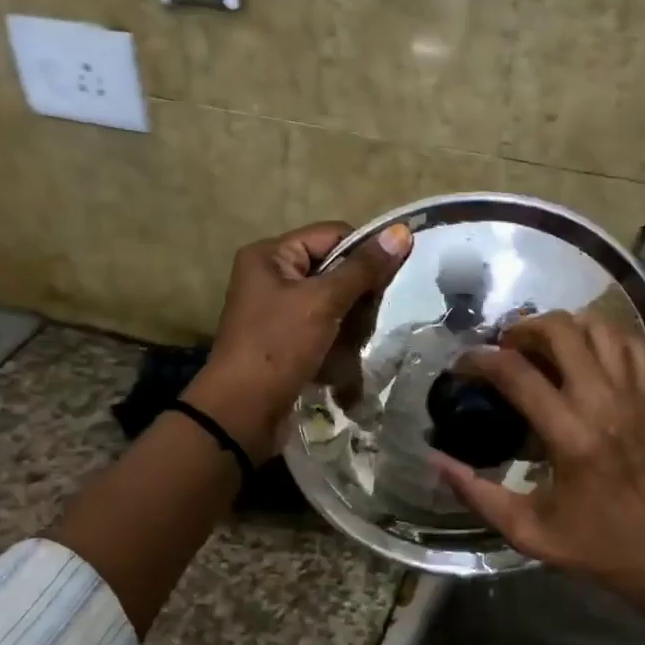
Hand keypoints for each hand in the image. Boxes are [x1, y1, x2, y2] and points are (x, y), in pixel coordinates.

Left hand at [187, 220, 411, 461]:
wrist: (243, 412)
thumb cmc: (279, 345)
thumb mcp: (323, 301)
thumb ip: (363, 268)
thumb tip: (401, 232)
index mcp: (270, 255)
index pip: (332, 235)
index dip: (364, 252)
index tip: (388, 280)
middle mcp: (271, 277)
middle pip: (333, 269)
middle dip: (357, 293)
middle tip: (370, 316)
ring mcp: (277, 312)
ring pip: (332, 303)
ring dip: (351, 321)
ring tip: (358, 341)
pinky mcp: (285, 342)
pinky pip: (323, 330)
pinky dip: (338, 341)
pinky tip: (346, 359)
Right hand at [430, 311, 644, 616]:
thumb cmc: (600, 549)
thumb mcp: (529, 533)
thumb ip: (477, 495)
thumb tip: (436, 461)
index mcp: (571, 436)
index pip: (517, 373)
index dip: (480, 359)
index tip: (462, 364)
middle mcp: (604, 402)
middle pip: (561, 331)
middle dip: (522, 329)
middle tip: (503, 348)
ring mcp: (635, 394)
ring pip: (599, 326)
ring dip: (563, 326)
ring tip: (541, 344)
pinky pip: (631, 344)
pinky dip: (603, 334)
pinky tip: (585, 350)